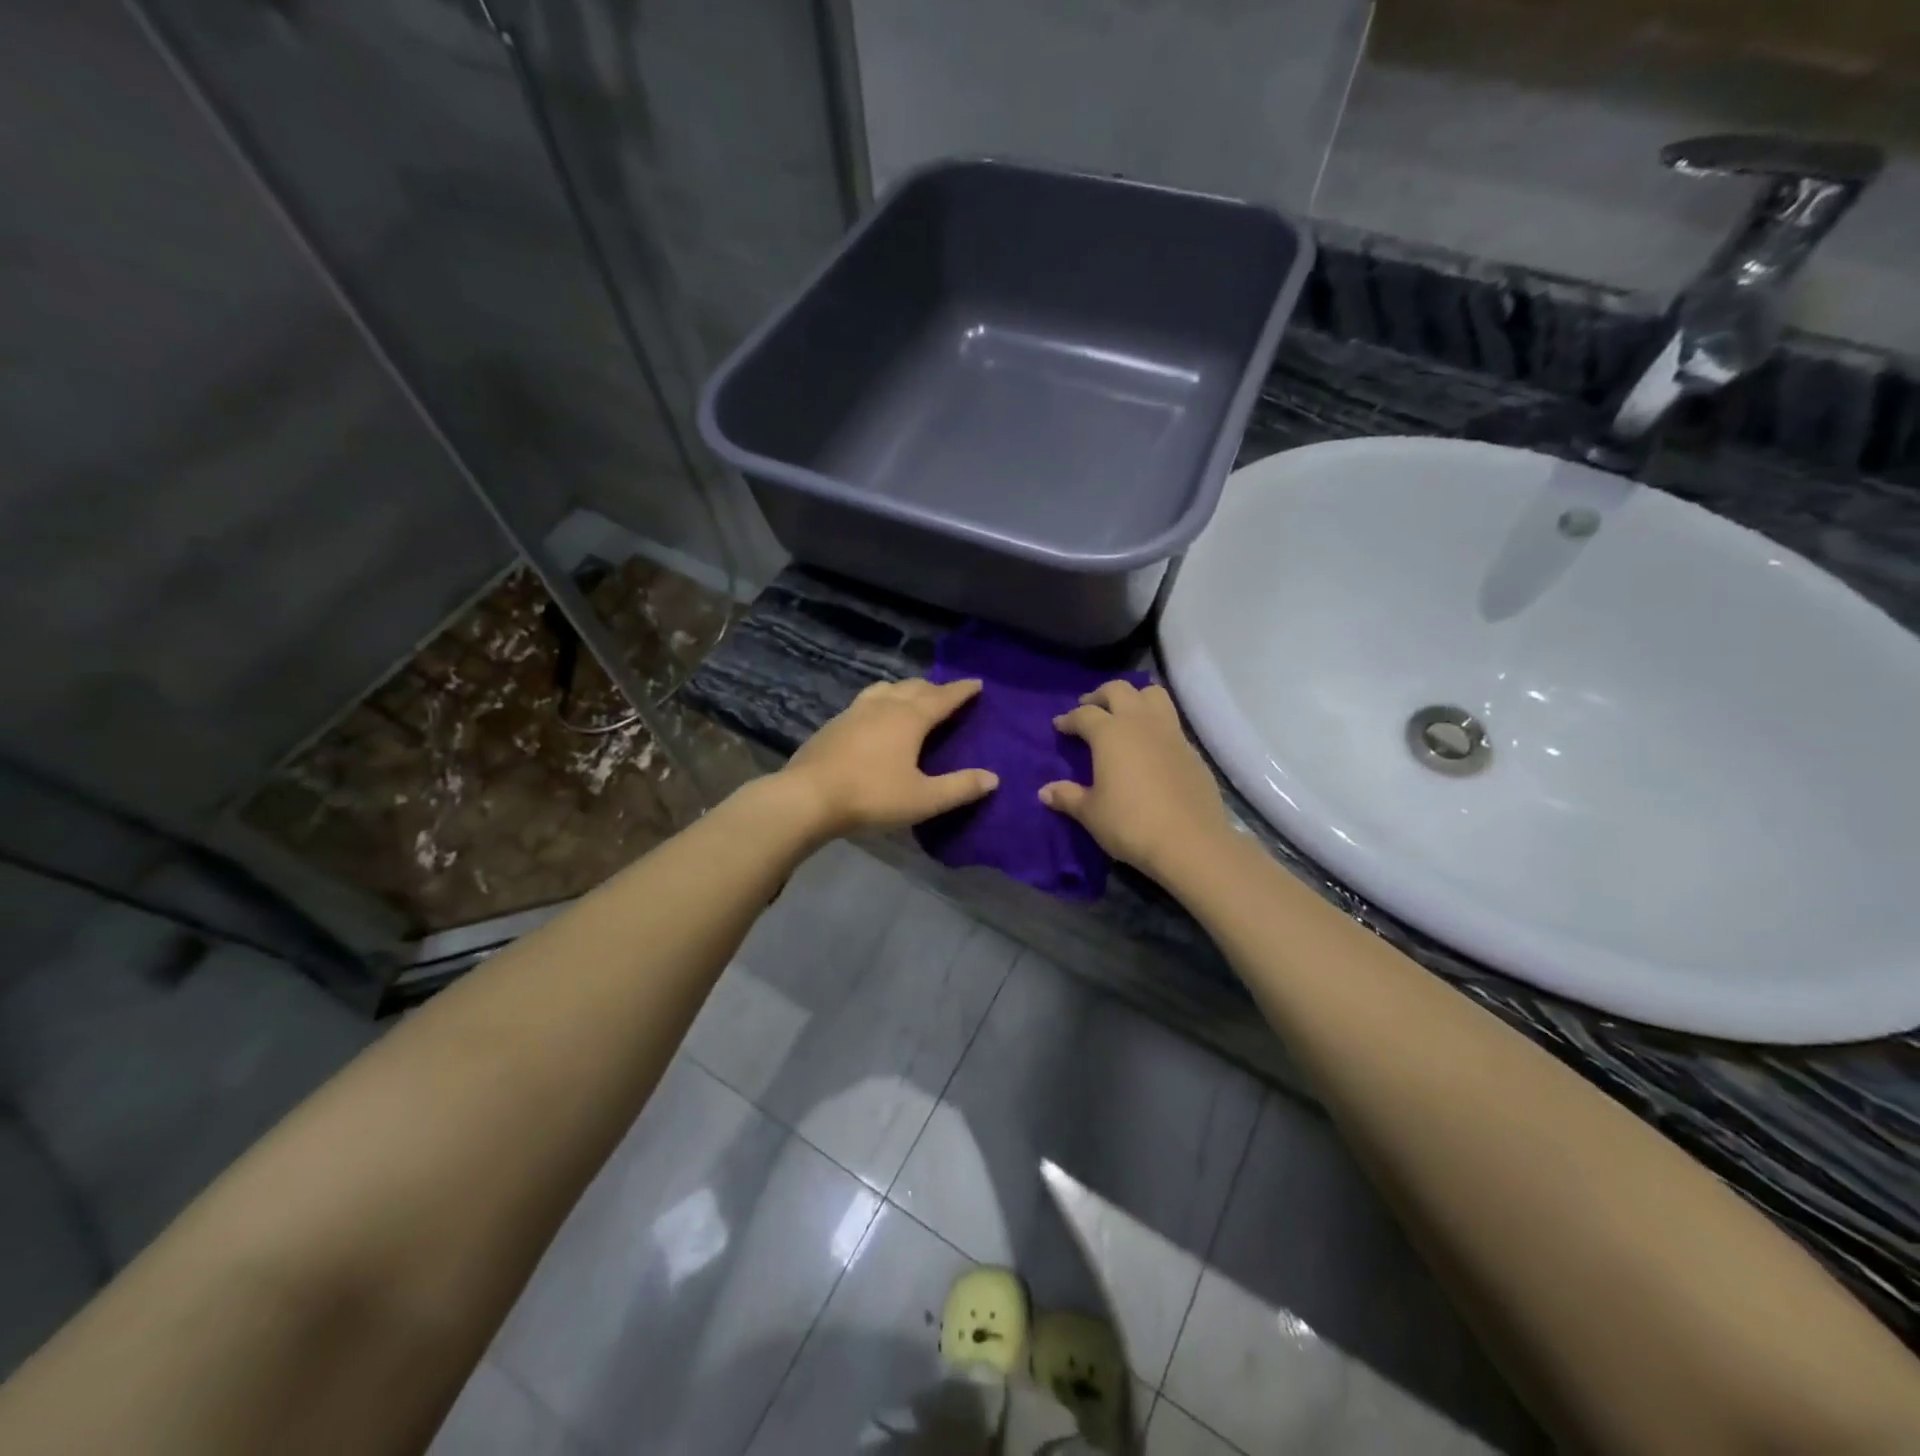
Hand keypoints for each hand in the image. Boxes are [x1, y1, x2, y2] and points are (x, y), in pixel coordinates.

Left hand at [781, 677, 998, 837]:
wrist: (808, 796)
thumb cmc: (871, 796)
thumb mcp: (923, 799)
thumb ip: (959, 787)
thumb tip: (993, 778)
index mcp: (909, 718)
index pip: (943, 697)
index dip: (962, 690)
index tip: (977, 683)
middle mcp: (884, 706)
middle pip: (915, 687)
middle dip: (935, 688)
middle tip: (948, 694)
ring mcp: (856, 711)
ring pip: (887, 688)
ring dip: (906, 689)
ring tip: (913, 697)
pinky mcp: (835, 722)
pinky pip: (867, 699)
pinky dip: (883, 699)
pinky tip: (876, 715)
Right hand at [1041, 680, 1229, 879]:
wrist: (1190, 842)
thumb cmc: (1130, 824)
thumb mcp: (1091, 813)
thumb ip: (1068, 797)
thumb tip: (1045, 791)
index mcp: (1111, 733)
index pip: (1084, 714)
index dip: (1069, 718)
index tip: (1059, 726)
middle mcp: (1141, 723)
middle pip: (1119, 690)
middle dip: (1100, 696)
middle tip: (1089, 710)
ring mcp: (1171, 733)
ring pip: (1153, 695)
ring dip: (1134, 698)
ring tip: (1124, 715)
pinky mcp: (1192, 751)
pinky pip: (1171, 722)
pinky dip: (1155, 724)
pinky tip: (1149, 747)